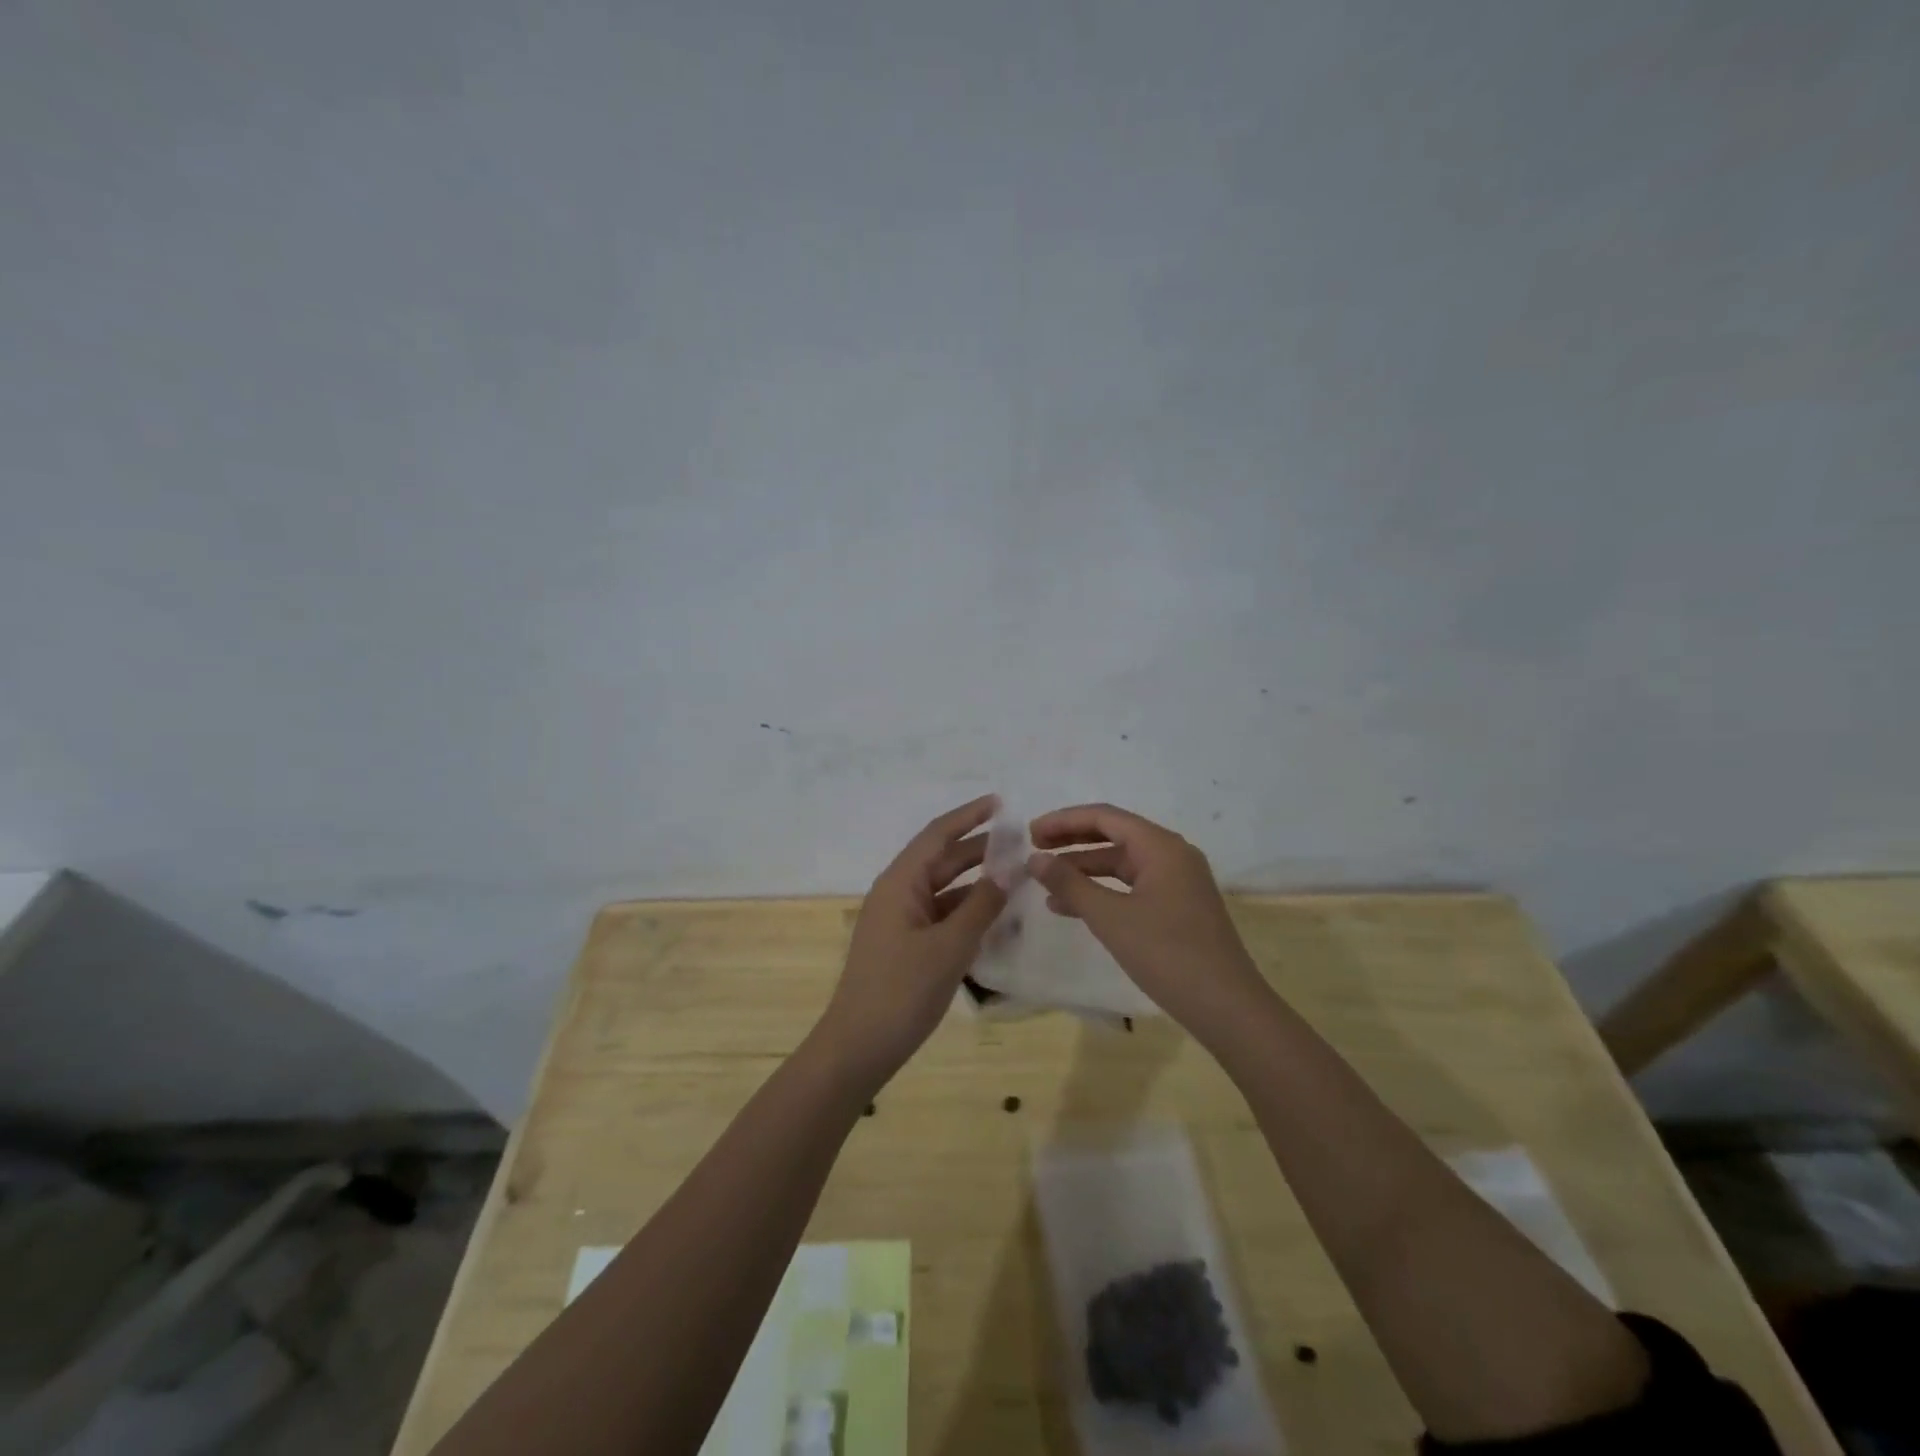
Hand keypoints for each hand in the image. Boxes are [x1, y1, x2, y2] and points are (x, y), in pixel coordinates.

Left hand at [817, 794, 1007, 1084]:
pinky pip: (940, 915)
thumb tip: (1010, 870)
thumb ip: (982, 906)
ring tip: (1016, 875)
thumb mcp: (949, 947)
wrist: (858, 1048)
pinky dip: (967, 911)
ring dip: (976, 881)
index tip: (1000, 802)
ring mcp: (900, 920)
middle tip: (1020, 842)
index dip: (969, 816)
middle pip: (941, 859)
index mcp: (900, 883)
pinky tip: (995, 916)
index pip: (937, 835)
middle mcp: (898, 893)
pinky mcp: (905, 944)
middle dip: (979, 848)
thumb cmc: (901, 992)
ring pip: (943, 889)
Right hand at [1027, 802, 1272, 1042]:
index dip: (1064, 821)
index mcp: (1161, 846)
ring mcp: (1178, 882)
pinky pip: (1132, 887)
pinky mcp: (1178, 907)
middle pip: (1114, 835)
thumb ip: (1070, 884)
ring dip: (1083, 869)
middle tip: (1034, 849)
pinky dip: (1102, 892)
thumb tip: (1035, 858)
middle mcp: (1172, 855)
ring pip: (1122, 863)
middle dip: (1072, 841)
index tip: (1030, 833)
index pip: (1105, 817)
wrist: (1226, 1007)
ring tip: (1044, 882)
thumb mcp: (1110, 917)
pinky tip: (1070, 909)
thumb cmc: (1167, 954)